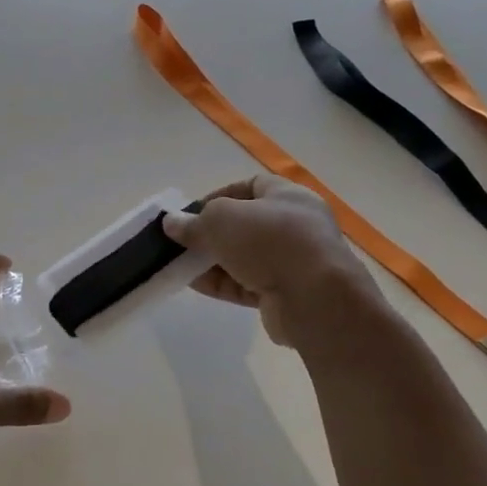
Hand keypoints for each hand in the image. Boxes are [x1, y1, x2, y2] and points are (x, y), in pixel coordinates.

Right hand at [162, 175, 382, 347]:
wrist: (314, 298)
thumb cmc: (269, 241)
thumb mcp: (221, 220)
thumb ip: (194, 221)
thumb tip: (172, 223)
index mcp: (288, 197)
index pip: (250, 187)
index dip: (219, 196)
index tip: (192, 212)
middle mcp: (295, 226)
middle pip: (245, 225)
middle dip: (212, 233)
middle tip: (183, 241)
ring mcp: (293, 262)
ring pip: (245, 257)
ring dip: (213, 261)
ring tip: (182, 265)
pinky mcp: (286, 293)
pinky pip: (247, 284)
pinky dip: (223, 284)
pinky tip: (196, 285)